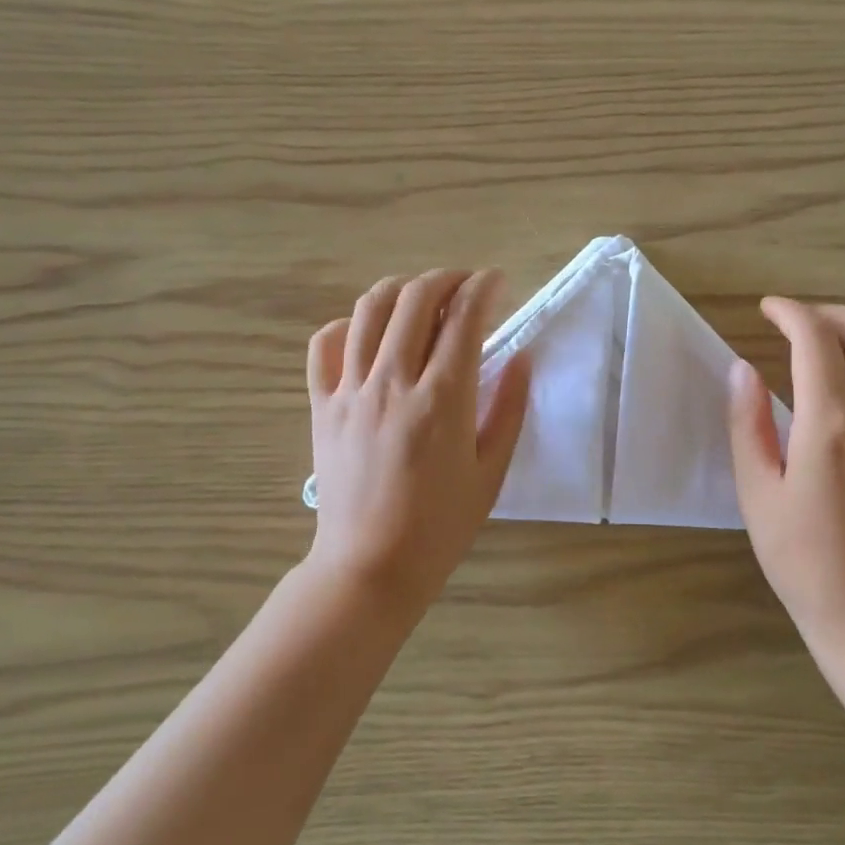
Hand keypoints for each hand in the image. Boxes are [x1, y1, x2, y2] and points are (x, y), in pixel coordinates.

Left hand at [306, 269, 529, 612]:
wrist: (371, 566)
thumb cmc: (441, 526)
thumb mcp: (491, 472)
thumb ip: (510, 409)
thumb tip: (522, 357)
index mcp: (443, 399)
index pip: (464, 318)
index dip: (484, 287)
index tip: (497, 281)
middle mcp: (393, 382)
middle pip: (415, 299)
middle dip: (446, 278)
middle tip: (465, 285)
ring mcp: (351, 390)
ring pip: (369, 309)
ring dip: (401, 290)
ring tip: (421, 298)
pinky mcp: (322, 405)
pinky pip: (324, 344)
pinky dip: (347, 324)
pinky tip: (367, 333)